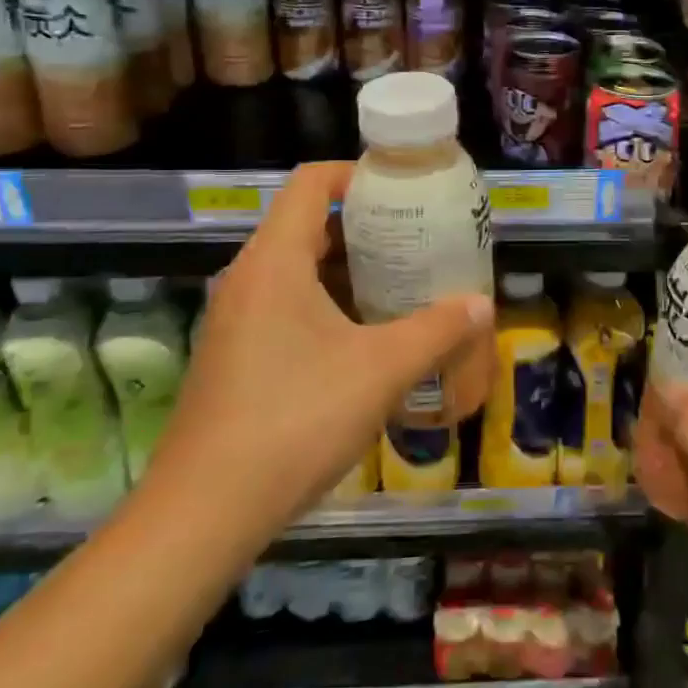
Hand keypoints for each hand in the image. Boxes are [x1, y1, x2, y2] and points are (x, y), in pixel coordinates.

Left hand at [144, 161, 493, 535]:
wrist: (204, 513)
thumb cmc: (295, 420)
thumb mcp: (381, 370)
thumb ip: (437, 330)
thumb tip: (482, 305)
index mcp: (275, 261)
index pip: (311, 182)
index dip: (358, 174)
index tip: (405, 191)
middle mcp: (249, 278)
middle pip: (308, 224)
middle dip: (366, 228)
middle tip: (418, 241)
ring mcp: (237, 319)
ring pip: (298, 270)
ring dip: (350, 272)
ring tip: (402, 286)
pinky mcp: (236, 356)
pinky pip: (287, 307)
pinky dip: (329, 306)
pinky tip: (367, 340)